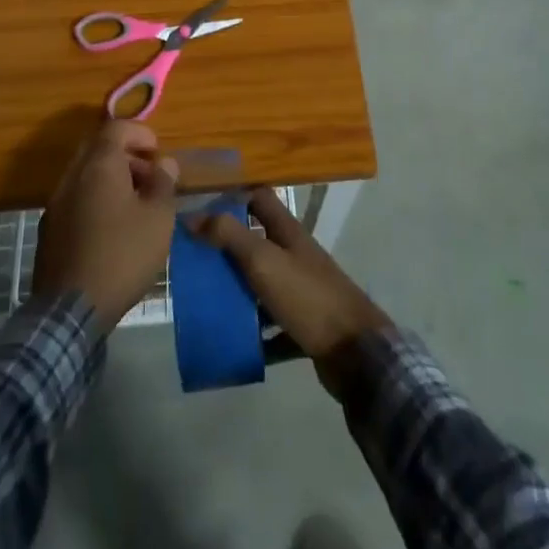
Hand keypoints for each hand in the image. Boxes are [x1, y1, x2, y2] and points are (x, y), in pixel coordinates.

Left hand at [33, 119, 179, 332]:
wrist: (70, 311)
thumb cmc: (122, 256)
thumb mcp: (158, 219)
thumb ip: (164, 184)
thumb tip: (166, 163)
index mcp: (99, 165)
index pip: (116, 127)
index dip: (140, 132)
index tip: (157, 152)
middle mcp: (72, 176)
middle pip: (97, 148)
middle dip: (125, 154)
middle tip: (148, 175)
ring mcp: (56, 203)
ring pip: (84, 174)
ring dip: (109, 178)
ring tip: (134, 204)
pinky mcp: (48, 230)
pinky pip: (75, 198)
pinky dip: (94, 198)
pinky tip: (111, 228)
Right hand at [192, 187, 390, 392]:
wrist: (356, 352)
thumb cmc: (307, 296)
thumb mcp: (264, 261)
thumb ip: (229, 236)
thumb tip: (192, 216)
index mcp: (287, 231)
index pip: (258, 198)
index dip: (232, 196)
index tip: (201, 207)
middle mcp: (294, 255)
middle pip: (255, 242)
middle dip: (226, 249)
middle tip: (193, 260)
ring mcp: (300, 291)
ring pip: (261, 284)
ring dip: (236, 292)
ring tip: (203, 301)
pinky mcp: (303, 325)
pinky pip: (271, 325)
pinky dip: (253, 332)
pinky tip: (231, 342)